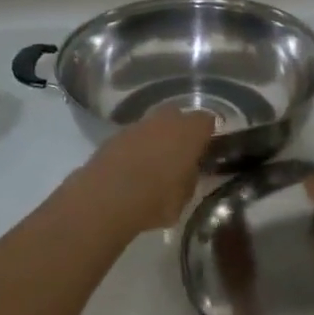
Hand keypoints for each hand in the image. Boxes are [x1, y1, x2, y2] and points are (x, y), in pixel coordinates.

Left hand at [70, 107, 217, 238]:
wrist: (106, 198)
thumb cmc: (156, 198)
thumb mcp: (185, 197)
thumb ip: (191, 178)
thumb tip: (189, 172)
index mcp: (190, 131)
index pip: (207, 121)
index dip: (207, 134)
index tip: (205, 149)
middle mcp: (166, 119)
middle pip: (178, 116)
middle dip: (179, 130)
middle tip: (179, 153)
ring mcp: (138, 124)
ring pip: (153, 125)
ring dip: (155, 138)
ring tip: (152, 163)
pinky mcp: (114, 135)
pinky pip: (132, 137)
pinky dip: (134, 148)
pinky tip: (130, 168)